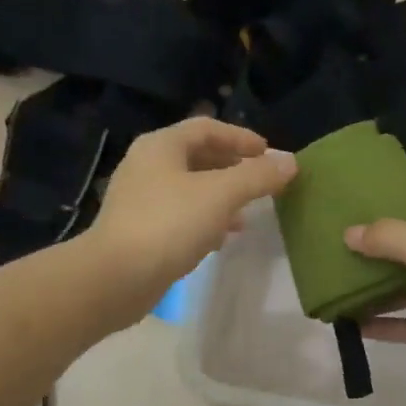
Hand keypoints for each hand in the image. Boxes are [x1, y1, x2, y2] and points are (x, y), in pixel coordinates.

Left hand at [86, 117, 297, 318]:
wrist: (115, 277)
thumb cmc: (169, 224)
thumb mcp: (220, 195)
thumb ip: (257, 177)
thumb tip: (290, 162)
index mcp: (161, 146)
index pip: (206, 128)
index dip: (240, 137)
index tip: (268, 153)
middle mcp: (146, 165)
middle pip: (196, 156)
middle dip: (232, 168)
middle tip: (260, 182)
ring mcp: (139, 199)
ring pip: (189, 189)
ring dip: (220, 197)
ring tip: (246, 214)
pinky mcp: (138, 230)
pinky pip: (178, 215)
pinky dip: (203, 220)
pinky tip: (220, 239)